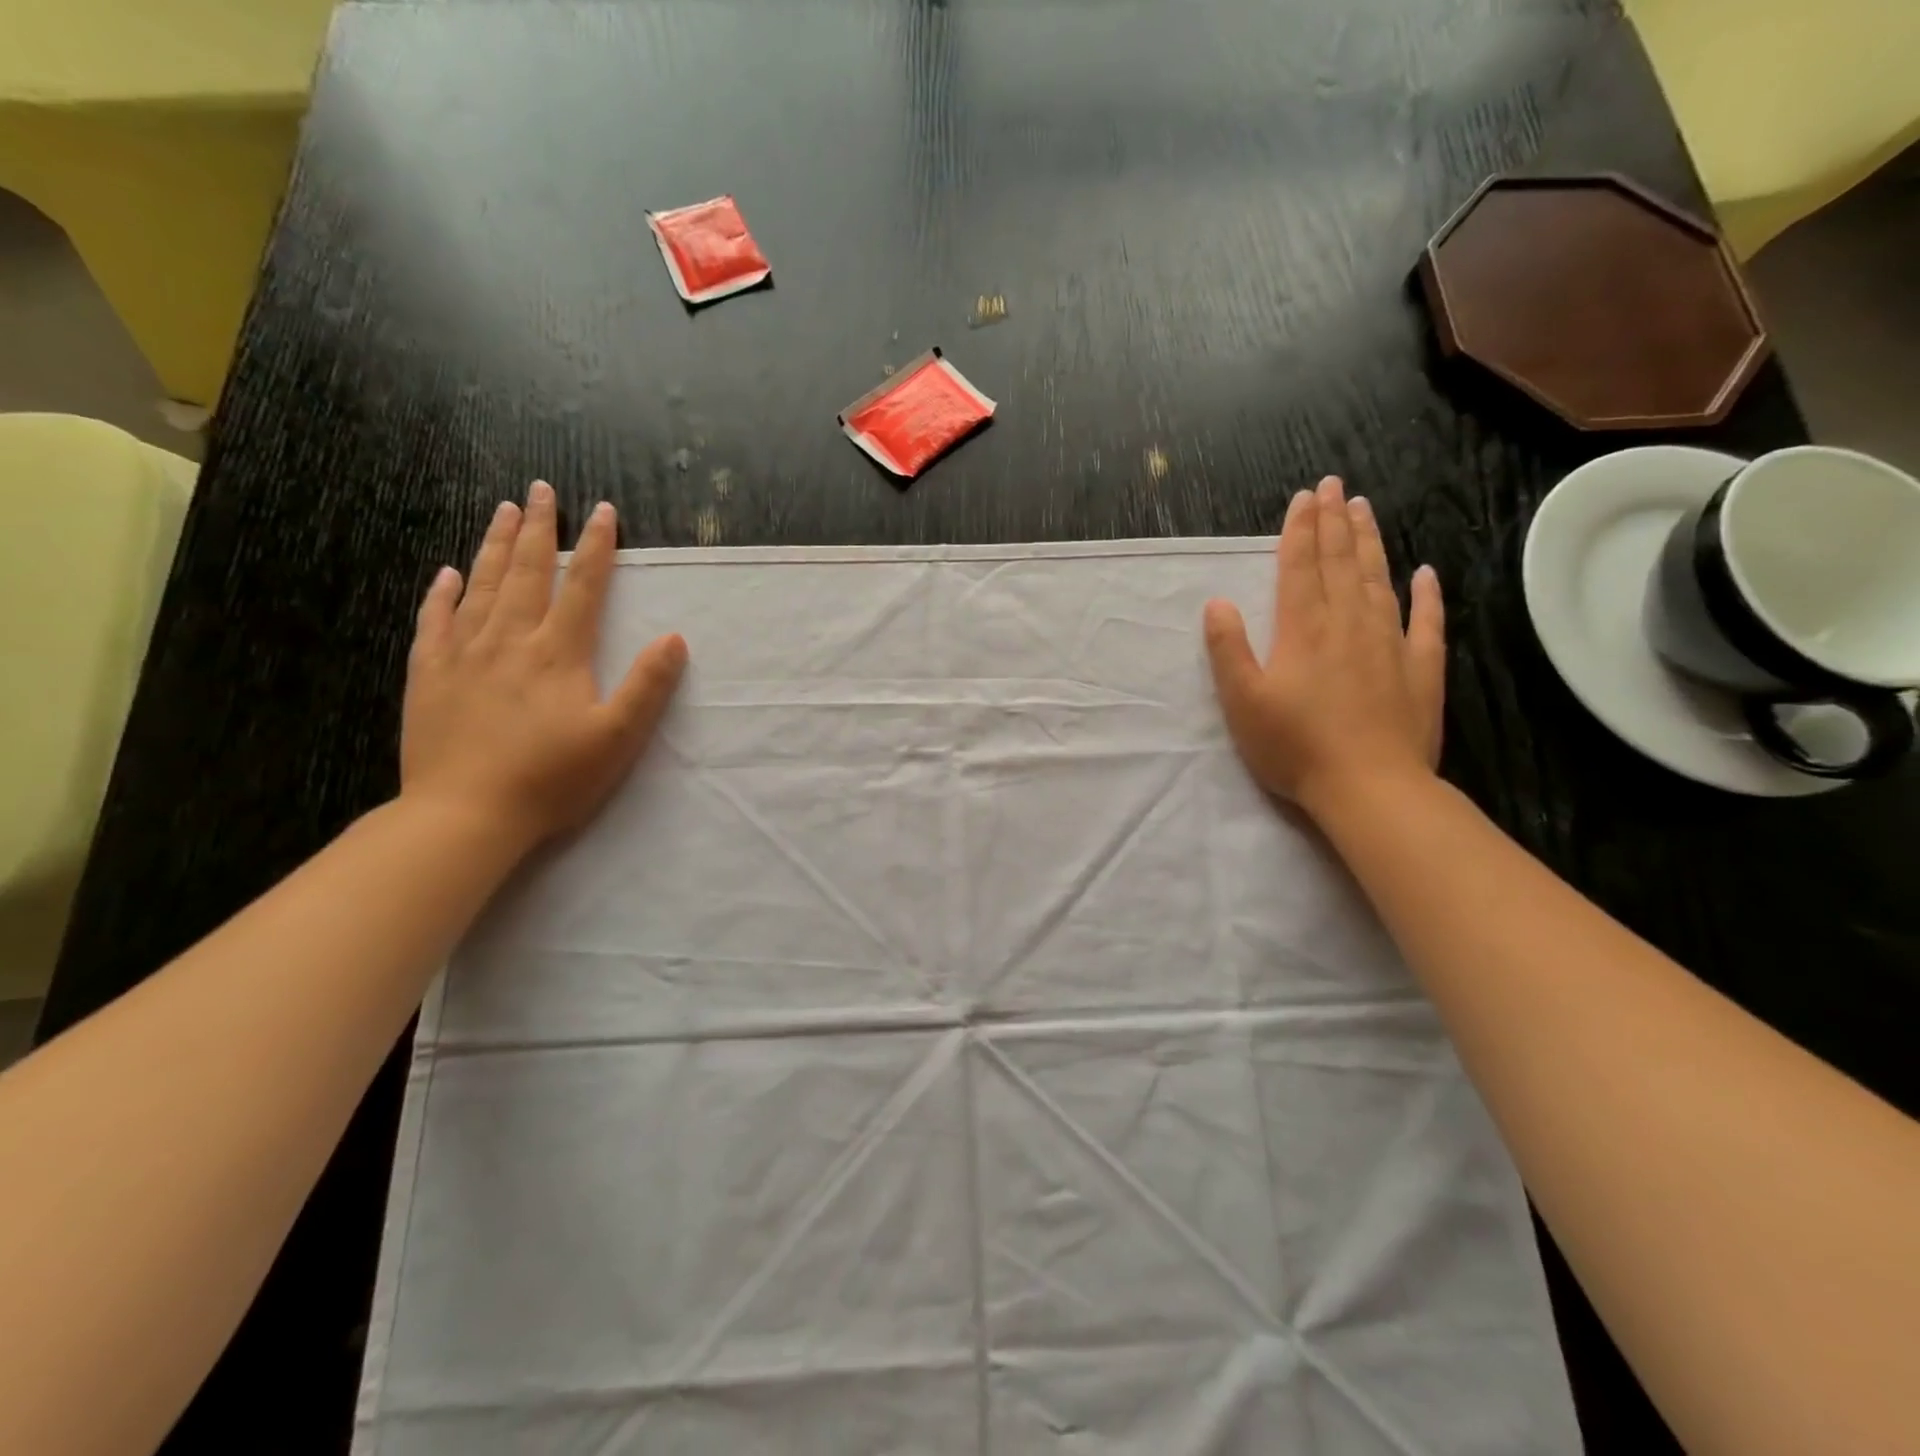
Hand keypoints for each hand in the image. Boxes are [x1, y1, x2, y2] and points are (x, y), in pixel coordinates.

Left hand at [401, 481, 687, 852]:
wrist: (464, 815)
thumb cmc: (551, 778)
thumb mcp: (617, 738)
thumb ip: (647, 686)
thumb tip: (674, 638)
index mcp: (558, 653)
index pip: (582, 586)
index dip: (596, 546)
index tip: (603, 510)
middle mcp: (509, 640)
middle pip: (526, 573)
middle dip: (538, 528)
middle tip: (540, 490)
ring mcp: (463, 655)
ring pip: (481, 586)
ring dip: (495, 546)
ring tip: (503, 510)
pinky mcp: (429, 676)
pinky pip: (434, 622)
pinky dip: (442, 594)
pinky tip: (448, 574)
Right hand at [1203, 476, 1444, 819]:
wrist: (1369, 787)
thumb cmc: (1295, 746)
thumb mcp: (1242, 701)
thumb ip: (1228, 649)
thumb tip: (1219, 602)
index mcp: (1303, 629)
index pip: (1301, 567)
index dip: (1300, 530)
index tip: (1304, 496)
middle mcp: (1348, 623)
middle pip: (1341, 562)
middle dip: (1334, 522)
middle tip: (1334, 485)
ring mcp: (1390, 643)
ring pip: (1379, 580)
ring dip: (1370, 543)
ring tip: (1365, 509)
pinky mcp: (1420, 669)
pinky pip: (1426, 621)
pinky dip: (1427, 594)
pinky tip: (1426, 573)